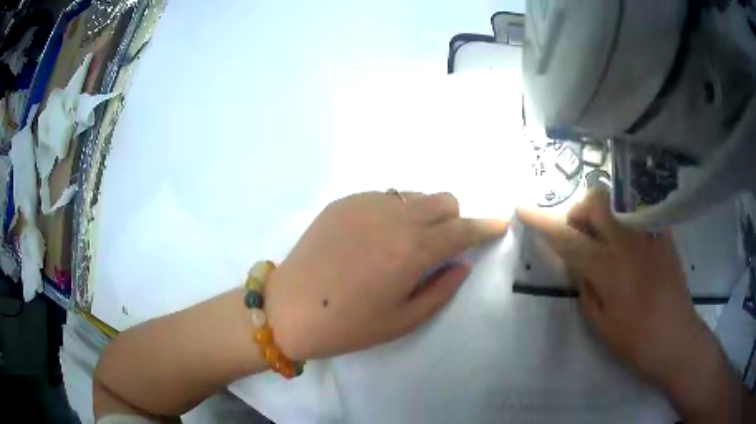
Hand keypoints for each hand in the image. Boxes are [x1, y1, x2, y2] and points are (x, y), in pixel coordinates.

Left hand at [265, 191, 507, 360]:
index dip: (486, 226)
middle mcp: (393, 217)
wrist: (288, 309)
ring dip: (424, 214)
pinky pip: (385, 197)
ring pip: (415, 195)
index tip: (499, 224)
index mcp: (412, 250)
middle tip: (442, 245)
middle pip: (443, 201)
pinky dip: (394, 212)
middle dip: (454, 220)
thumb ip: (441, 289)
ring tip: (404, 244)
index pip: (462, 229)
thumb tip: (461, 263)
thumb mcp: (403, 320)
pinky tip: (373, 238)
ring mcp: (366, 204)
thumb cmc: (347, 325)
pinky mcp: (344, 202)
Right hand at [517, 189, 734, 421]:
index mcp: (608, 269)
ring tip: (606, 238)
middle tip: (581, 235)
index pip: (568, 238)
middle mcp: (628, 242)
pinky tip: (629, 243)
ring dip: (602, 212)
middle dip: (580, 210)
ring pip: (617, 199)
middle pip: (596, 201)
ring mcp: (649, 234)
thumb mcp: (600, 322)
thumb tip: (578, 262)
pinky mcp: (664, 233)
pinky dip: (624, 218)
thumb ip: (585, 286)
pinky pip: (638, 211)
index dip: (542, 222)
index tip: (522, 207)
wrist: (676, 337)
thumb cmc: (635, 340)